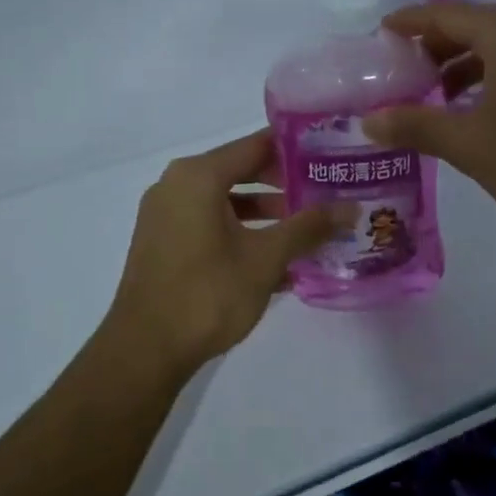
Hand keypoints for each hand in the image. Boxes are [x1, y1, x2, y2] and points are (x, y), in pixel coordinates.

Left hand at [102, 131, 344, 378]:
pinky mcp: (162, 241)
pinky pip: (208, 222)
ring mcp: (165, 214)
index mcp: (198, 176)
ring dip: (264, 211)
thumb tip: (351, 208)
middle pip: (240, 169)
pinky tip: (273, 257)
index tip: (330, 155)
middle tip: (325, 191)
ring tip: (305, 228)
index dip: (296, 149)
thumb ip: (307, 228)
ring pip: (225, 199)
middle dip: (283, 183)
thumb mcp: (265, 259)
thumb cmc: (207, 294)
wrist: (145, 350)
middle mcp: (176, 184)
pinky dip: (239, 230)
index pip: (256, 145)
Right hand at [362, 4, 495, 235]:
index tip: (380, 32)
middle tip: (400, 68)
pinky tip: (475, 114)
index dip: (411, 22)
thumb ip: (417, 127)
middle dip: (434, 45)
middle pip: (473, 27)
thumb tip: (369, 121)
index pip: (447, 15)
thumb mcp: (471, 145)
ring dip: (461, 66)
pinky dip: (487, 81)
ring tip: (431, 94)